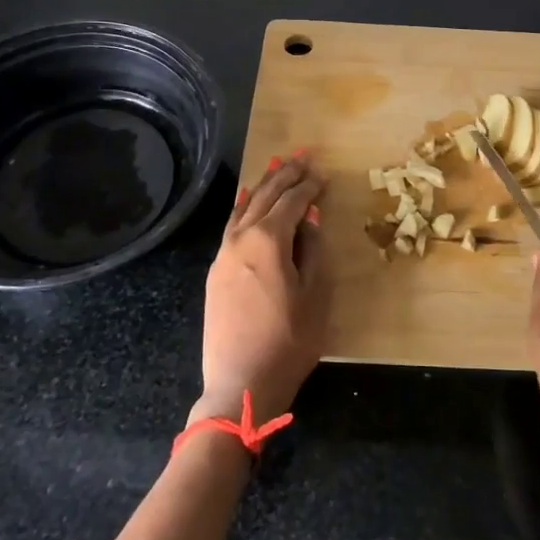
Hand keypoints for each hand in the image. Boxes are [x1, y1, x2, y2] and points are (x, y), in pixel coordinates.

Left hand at [196, 152, 330, 424]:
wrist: (240, 384)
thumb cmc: (289, 341)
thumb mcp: (315, 294)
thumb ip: (313, 249)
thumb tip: (310, 215)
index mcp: (268, 240)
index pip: (292, 201)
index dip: (309, 185)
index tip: (323, 172)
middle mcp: (241, 238)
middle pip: (265, 196)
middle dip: (285, 174)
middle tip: (302, 155)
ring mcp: (224, 254)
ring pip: (245, 207)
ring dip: (263, 185)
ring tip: (277, 165)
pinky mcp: (216, 271)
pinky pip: (231, 226)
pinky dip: (243, 207)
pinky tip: (247, 200)